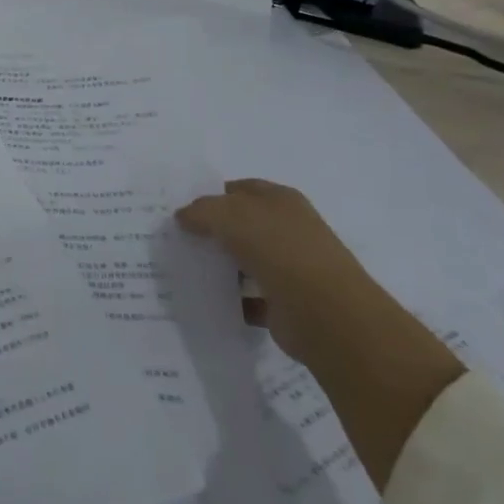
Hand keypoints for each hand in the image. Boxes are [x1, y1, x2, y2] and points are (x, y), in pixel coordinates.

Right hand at [178, 180, 465, 490]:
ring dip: (220, 265)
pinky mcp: (286, 303)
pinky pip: (249, 296)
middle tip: (176, 239)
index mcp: (282, 201)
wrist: (326, 315)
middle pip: (242, 225)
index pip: (241, 189)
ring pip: (245, 260)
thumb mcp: (230, 216)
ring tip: (183, 269)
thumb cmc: (280, 250)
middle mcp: (289, 230)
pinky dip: (230, 300)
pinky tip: (204, 300)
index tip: (182, 210)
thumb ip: (202, 211)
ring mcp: (290, 267)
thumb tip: (183, 216)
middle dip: (212, 230)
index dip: (212, 195)